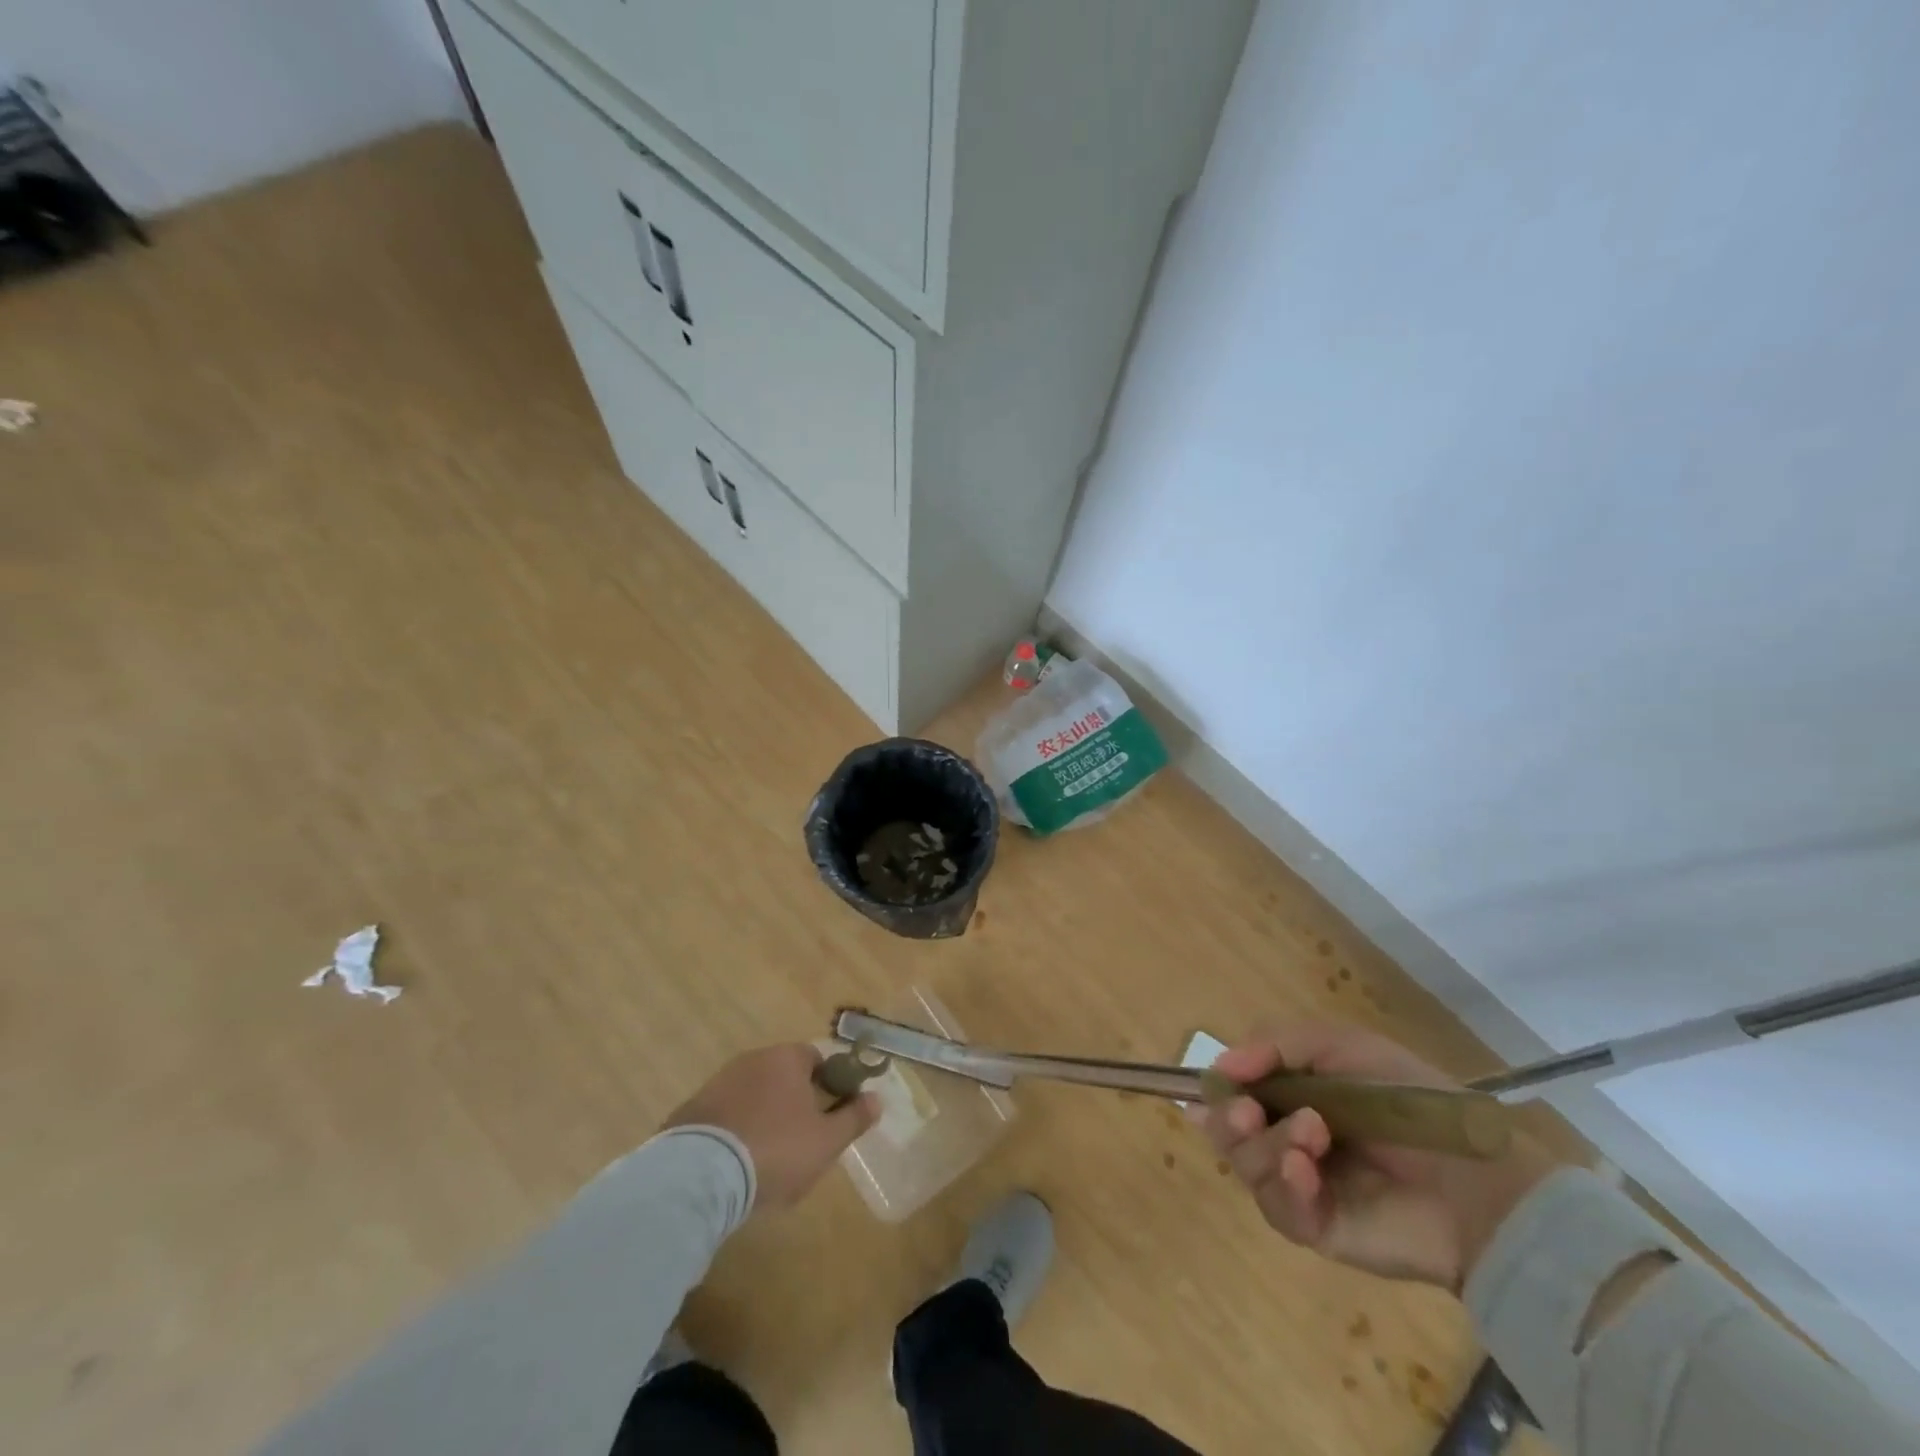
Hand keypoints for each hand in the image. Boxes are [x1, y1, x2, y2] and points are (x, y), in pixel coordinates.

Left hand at [663, 1044, 877, 1210]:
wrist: (699, 1176)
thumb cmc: (775, 1150)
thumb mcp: (826, 1141)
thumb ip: (854, 1118)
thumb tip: (877, 1099)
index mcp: (786, 1058)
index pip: (815, 1059)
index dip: (827, 1085)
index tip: (830, 1117)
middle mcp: (752, 1059)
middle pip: (782, 1076)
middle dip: (793, 1103)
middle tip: (801, 1142)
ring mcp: (717, 1083)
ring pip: (752, 1096)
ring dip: (762, 1117)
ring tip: (766, 1159)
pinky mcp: (689, 1111)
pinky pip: (723, 1116)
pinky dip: (733, 1132)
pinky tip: (735, 1164)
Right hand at [1201, 1024, 1559, 1290]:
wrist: (1475, 1181)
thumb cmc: (1409, 1101)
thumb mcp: (1341, 1046)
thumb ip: (1275, 1044)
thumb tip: (1219, 1065)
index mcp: (1293, 1093)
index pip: (1234, 1089)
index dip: (1219, 1086)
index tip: (1219, 1082)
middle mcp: (1288, 1136)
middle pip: (1227, 1130)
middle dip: (1228, 1118)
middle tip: (1247, 1112)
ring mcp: (1301, 1185)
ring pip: (1246, 1165)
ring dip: (1266, 1145)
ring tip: (1312, 1136)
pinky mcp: (1317, 1228)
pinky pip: (1278, 1208)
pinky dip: (1285, 1185)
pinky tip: (1307, 1173)